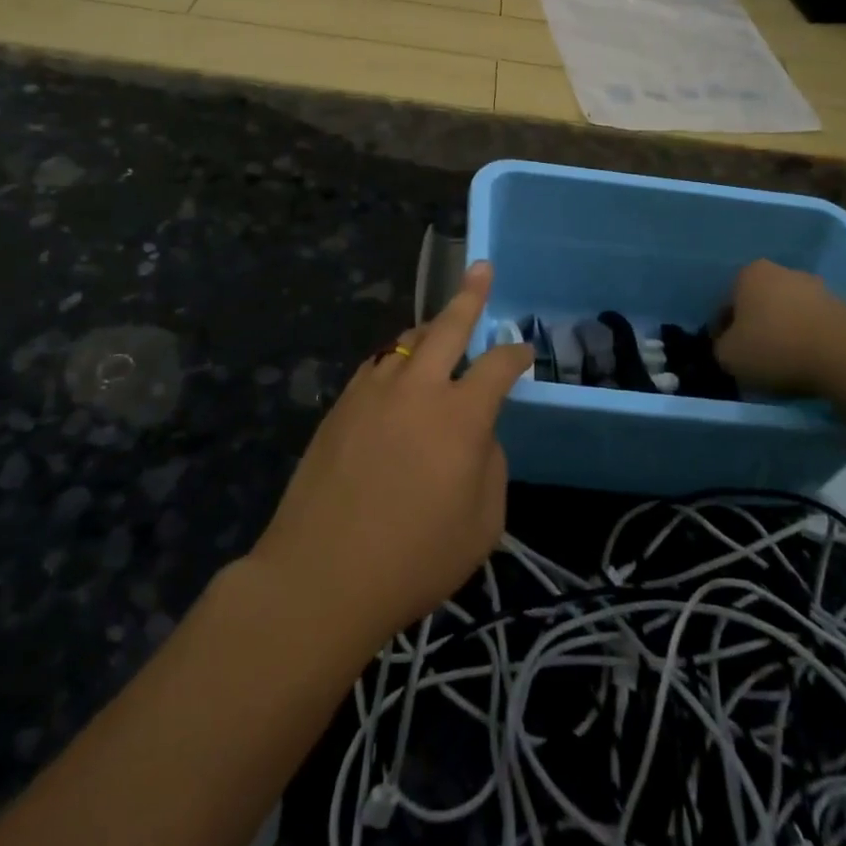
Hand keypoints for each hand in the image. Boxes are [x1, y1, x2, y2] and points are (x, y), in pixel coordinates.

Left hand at [251, 262, 532, 646]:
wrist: (321, 575)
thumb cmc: (414, 559)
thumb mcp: (482, 524)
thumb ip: (490, 465)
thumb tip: (479, 434)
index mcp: (461, 416)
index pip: (498, 366)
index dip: (516, 354)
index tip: (524, 351)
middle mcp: (418, 388)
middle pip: (447, 326)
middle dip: (470, 295)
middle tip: (481, 269)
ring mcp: (373, 391)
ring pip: (406, 341)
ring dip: (428, 330)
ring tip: (440, 326)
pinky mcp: (341, 405)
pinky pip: (377, 366)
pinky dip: (396, 360)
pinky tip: (398, 372)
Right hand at [713, 259, 845, 396]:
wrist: (845, 354)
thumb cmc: (775, 347)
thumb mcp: (728, 356)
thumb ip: (720, 348)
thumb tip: (729, 347)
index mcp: (748, 274)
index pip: (726, 304)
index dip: (723, 332)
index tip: (728, 355)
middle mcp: (782, 271)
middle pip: (759, 304)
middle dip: (755, 327)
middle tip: (754, 359)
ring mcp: (816, 287)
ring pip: (788, 314)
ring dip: (783, 333)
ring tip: (784, 365)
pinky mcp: (844, 307)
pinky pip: (814, 326)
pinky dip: (808, 341)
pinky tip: (808, 363)